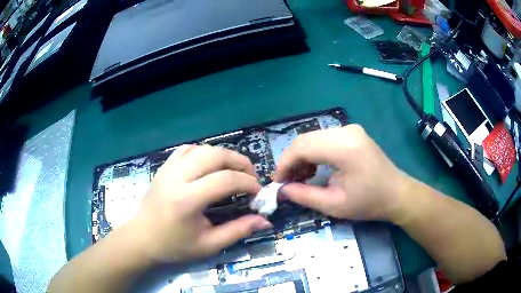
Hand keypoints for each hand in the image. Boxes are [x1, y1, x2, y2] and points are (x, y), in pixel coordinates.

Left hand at [132, 145, 272, 263]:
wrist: (142, 238)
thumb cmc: (174, 246)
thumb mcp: (208, 244)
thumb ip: (238, 230)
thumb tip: (265, 221)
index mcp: (187, 200)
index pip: (225, 180)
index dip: (248, 182)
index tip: (257, 192)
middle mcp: (177, 177)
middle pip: (215, 155)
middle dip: (239, 162)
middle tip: (251, 176)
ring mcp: (168, 169)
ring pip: (202, 149)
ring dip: (223, 155)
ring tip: (234, 169)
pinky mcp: (164, 167)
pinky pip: (186, 150)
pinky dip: (204, 152)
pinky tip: (209, 165)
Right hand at [274, 125, 410, 220]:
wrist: (396, 194)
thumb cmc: (369, 203)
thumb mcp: (335, 205)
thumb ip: (304, 196)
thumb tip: (281, 190)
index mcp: (344, 147)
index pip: (302, 147)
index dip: (285, 163)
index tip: (277, 182)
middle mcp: (346, 131)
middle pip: (306, 139)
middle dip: (291, 160)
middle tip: (286, 181)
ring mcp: (350, 129)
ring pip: (313, 138)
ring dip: (301, 157)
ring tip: (299, 178)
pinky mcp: (352, 133)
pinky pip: (324, 139)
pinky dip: (313, 153)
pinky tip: (313, 169)